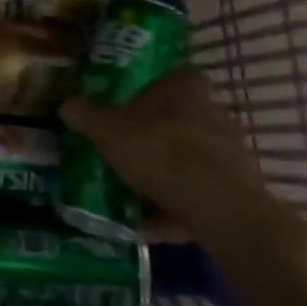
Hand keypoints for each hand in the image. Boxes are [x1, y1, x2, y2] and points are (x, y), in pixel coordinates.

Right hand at [60, 69, 265, 228]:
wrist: (218, 206)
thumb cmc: (160, 152)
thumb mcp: (108, 132)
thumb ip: (86, 115)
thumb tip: (66, 103)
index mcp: (186, 88)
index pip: (170, 80)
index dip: (148, 95)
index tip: (128, 114)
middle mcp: (215, 111)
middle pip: (179, 120)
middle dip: (156, 138)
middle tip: (127, 156)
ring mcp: (232, 150)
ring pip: (191, 158)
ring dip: (168, 174)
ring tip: (136, 196)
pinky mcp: (240, 188)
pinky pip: (201, 193)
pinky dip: (178, 206)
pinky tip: (152, 225)